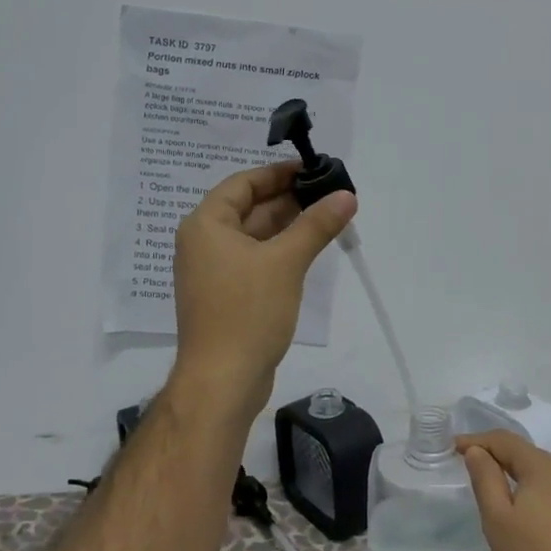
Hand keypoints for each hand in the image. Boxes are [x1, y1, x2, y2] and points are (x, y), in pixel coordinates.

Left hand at [170, 162, 356, 415]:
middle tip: (330, 193)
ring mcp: (214, 271)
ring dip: (289, 226)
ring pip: (255, 236)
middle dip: (289, 200)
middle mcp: (204, 243)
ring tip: (329, 216)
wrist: (223, 381)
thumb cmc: (247, 312)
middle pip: (249, 208)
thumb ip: (316, 224)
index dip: (278, 173)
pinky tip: (310, 249)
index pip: (243, 183)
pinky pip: (255, 260)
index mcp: (205, 225)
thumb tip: (346, 194)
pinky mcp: (227, 295)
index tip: (313, 169)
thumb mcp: (286, 261)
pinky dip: (281, 251)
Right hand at [458, 430, 550, 550]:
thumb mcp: (499, 519)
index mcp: (543, 467)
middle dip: (495, 454)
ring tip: (491, 484)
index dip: (477, 440)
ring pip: (539, 472)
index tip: (453, 448)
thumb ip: (486, 479)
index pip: (505, 440)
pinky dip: (530, 489)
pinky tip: (521, 508)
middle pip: (524, 453)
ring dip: (514, 472)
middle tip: (468, 463)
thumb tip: (477, 451)